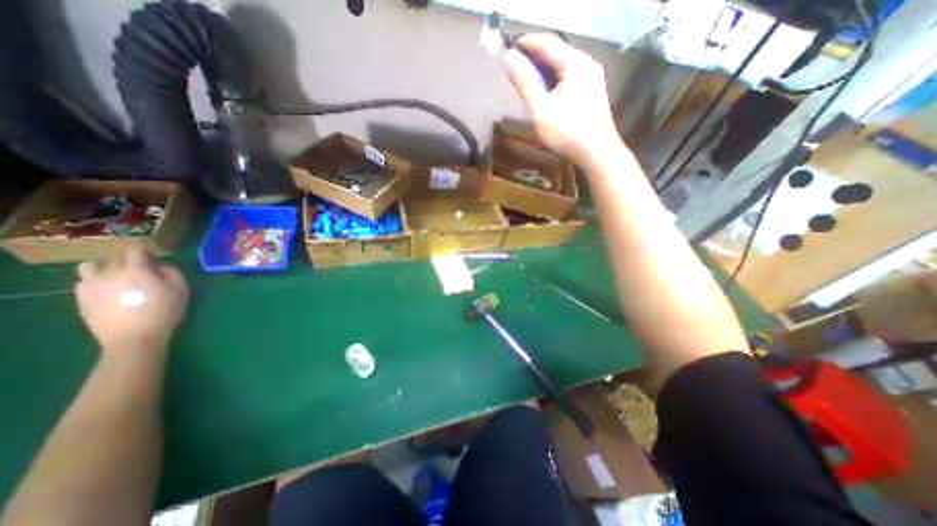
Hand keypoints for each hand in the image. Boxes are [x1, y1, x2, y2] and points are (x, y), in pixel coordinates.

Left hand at [76, 246, 187, 356]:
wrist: (133, 338)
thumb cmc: (164, 312)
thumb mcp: (181, 290)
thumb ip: (172, 273)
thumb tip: (161, 266)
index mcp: (135, 270)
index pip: (135, 250)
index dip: (145, 249)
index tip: (154, 254)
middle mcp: (109, 273)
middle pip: (115, 258)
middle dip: (129, 260)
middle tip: (142, 268)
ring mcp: (91, 286)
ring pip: (91, 266)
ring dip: (105, 267)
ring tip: (118, 276)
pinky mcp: (81, 298)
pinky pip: (84, 281)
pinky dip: (96, 280)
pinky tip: (109, 290)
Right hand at [506, 34, 620, 163]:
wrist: (597, 152)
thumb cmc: (567, 132)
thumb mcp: (540, 109)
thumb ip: (524, 83)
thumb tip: (508, 58)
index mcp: (575, 63)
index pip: (546, 42)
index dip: (525, 43)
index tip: (507, 46)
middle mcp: (587, 63)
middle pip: (556, 52)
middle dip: (534, 57)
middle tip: (516, 67)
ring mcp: (593, 77)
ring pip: (563, 65)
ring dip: (544, 69)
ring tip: (528, 80)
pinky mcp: (593, 91)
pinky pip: (570, 77)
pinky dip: (554, 79)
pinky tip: (546, 92)